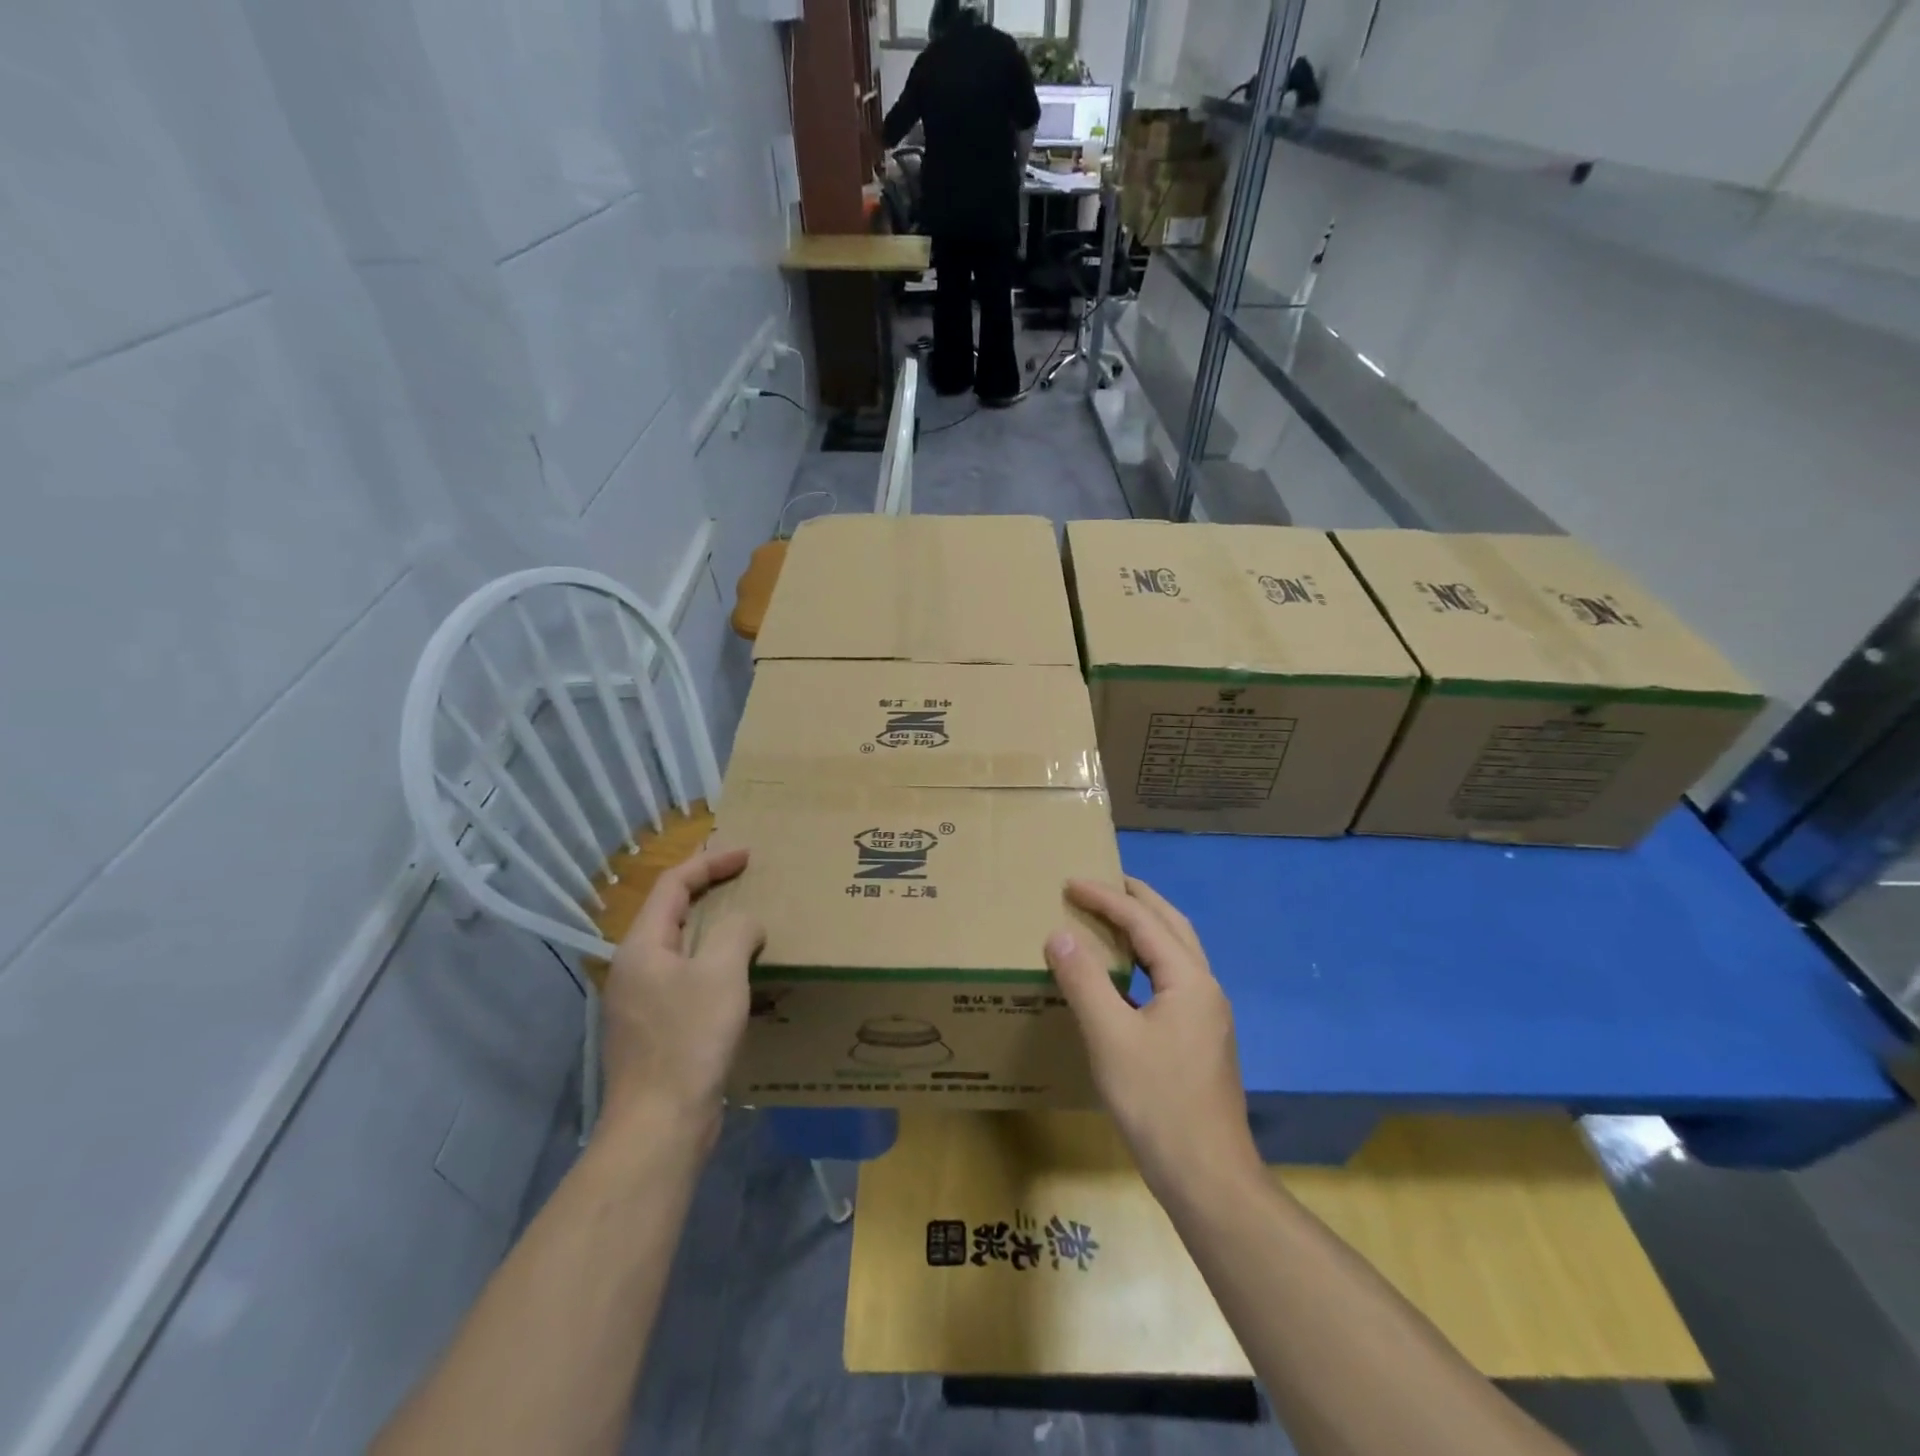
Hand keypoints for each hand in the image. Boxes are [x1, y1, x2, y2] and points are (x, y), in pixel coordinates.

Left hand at [601, 848, 764, 1140]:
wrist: (659, 1124)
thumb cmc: (688, 1039)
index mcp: (642, 945)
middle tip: (748, 882)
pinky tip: (741, 977)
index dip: (710, 862)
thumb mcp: (721, 973)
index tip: (747, 854)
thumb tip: (747, 925)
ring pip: (681, 948)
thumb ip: (737, 932)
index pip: (673, 884)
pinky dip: (714, 964)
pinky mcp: (656, 1029)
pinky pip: (687, 979)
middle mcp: (635, 967)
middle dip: (710, 891)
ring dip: (715, 930)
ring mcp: (642, 1001)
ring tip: (750, 924)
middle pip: (672, 912)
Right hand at [1046, 877, 1261, 1207]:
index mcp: (1189, 980)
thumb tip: (1060, 935)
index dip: (1105, 899)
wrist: (1207, 1176)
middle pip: (1172, 926)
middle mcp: (1206, 988)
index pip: (1143, 922)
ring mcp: (1208, 1016)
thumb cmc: (1157, 1101)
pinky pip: (1173, 979)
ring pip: (1177, 953)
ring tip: (1112, 919)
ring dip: (1147, 928)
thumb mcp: (1110, 1037)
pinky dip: (1148, 961)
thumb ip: (1084, 981)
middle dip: (1138, 900)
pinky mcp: (1202, 1040)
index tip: (1070, 883)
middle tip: (1103, 883)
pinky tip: (1127, 979)